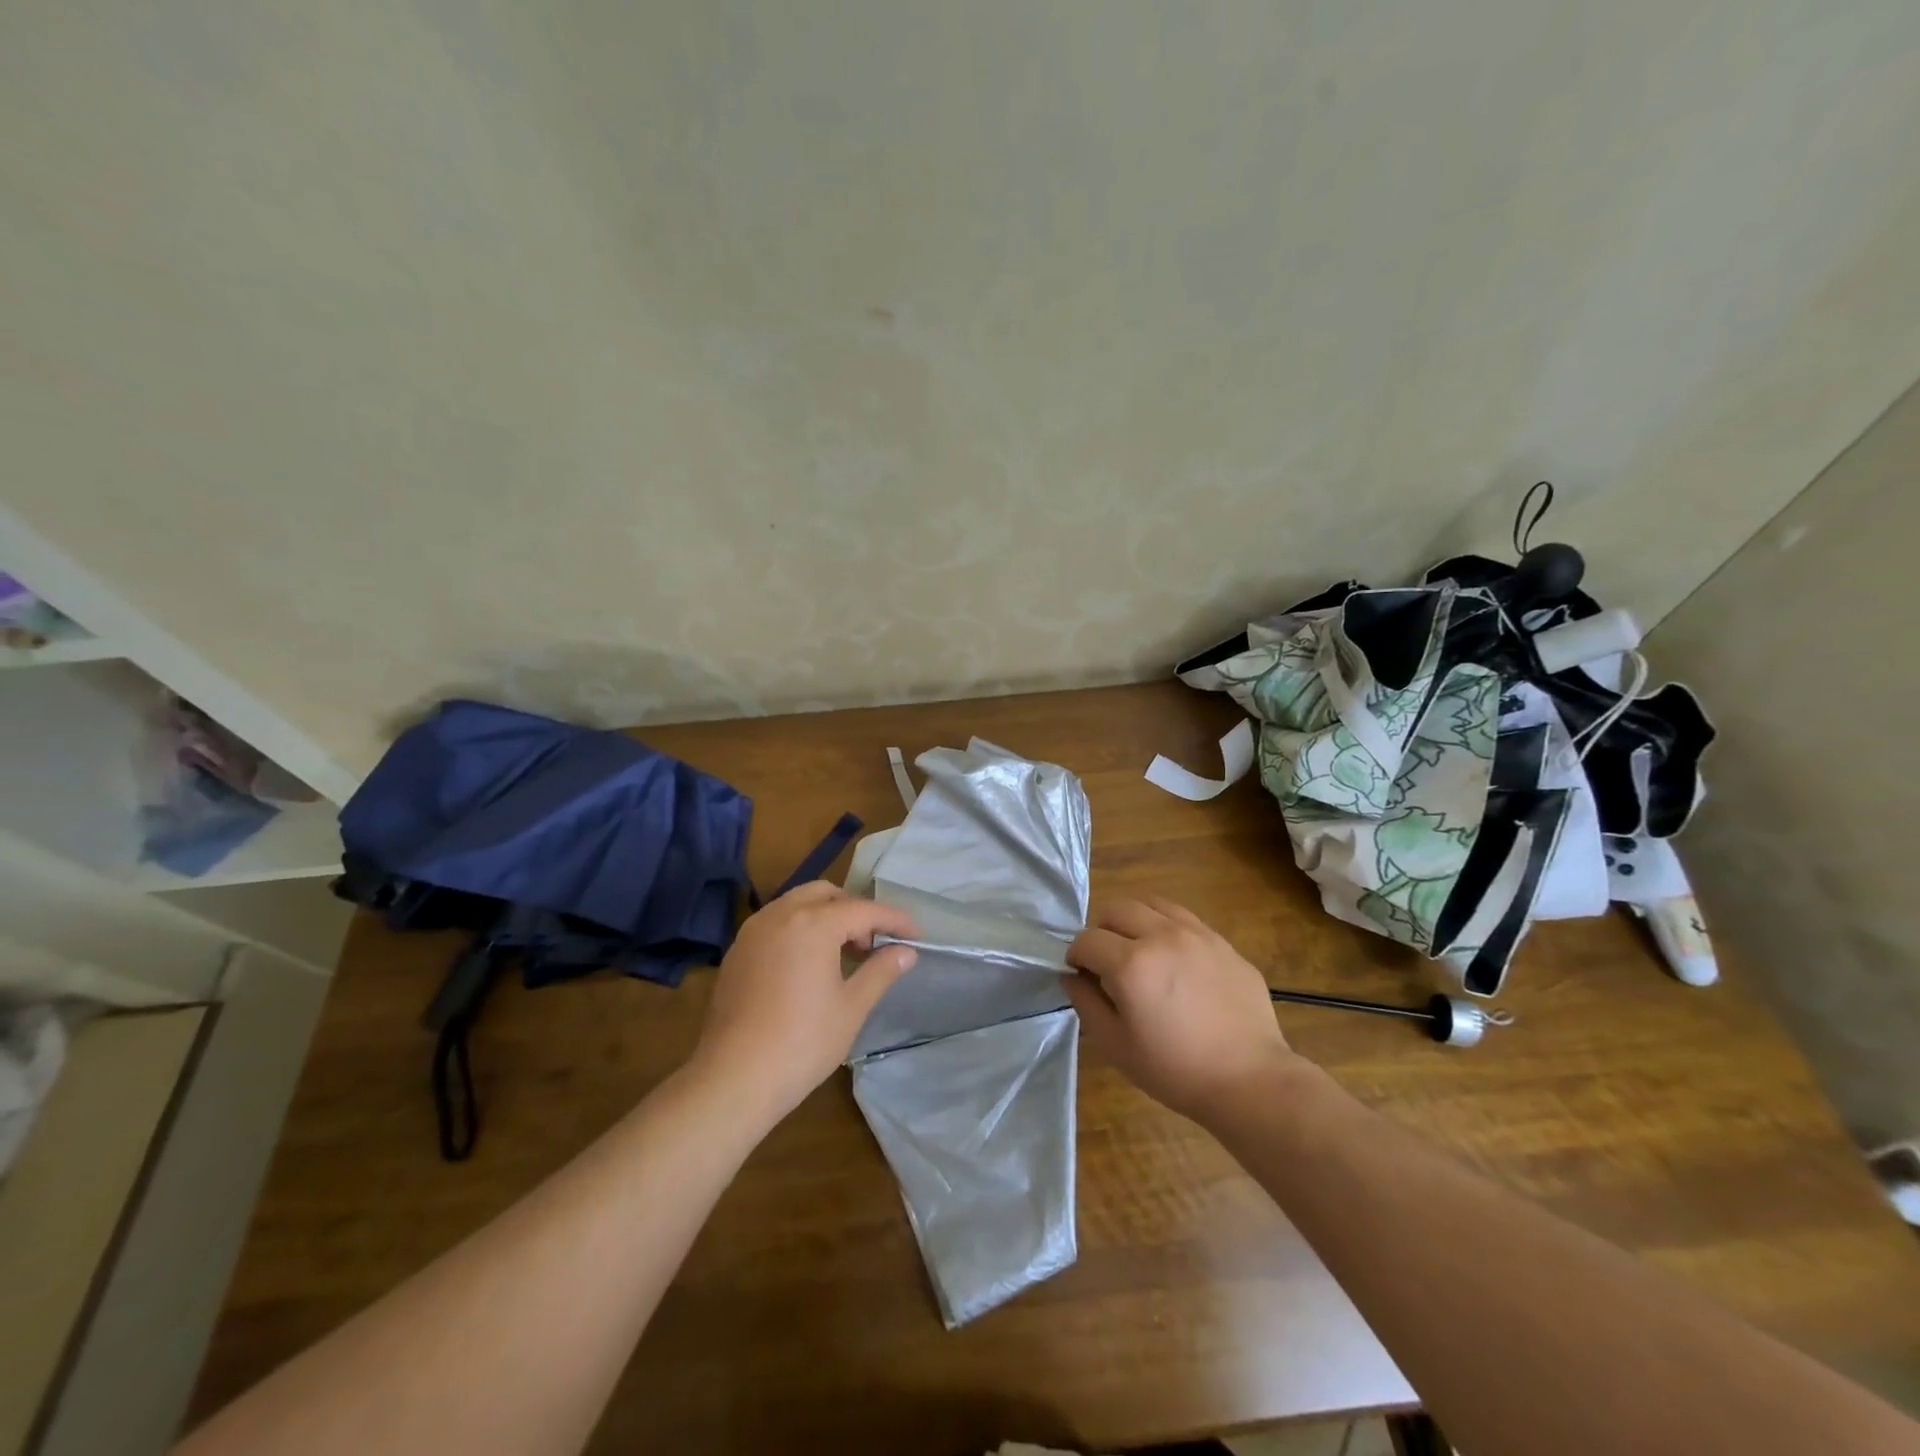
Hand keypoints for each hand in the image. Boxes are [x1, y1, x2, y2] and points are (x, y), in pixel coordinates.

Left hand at [689, 881, 917, 1124]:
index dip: (893, 920)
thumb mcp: (851, 1007)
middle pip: (826, 894)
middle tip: (873, 944)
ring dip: (825, 916)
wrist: (733, 1078)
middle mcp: (780, 914)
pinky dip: (799, 929)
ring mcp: (753, 931)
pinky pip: (776, 923)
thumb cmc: (802, 1042)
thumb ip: (881, 971)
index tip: (915, 934)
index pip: (863, 910)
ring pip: (797, 904)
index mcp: (813, 923)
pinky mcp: (737, 951)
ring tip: (843, 954)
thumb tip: (906, 951)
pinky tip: (808, 964)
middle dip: (854, 911)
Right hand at [1063, 895, 1301, 1124]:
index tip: (1081, 976)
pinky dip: (1166, 927)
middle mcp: (1162, 936)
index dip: (1076, 957)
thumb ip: (1086, 1003)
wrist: (1249, 1080)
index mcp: (1131, 964)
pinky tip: (1174, 958)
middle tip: (1108, 962)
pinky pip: (1184, 917)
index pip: (1087, 940)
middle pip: (1117, 909)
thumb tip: (1072, 975)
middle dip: (1102, 931)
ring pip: (1151, 903)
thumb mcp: (1116, 1046)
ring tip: (1140, 951)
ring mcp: (1197, 934)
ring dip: (1135, 921)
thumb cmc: (1175, 1070)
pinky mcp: (1222, 942)